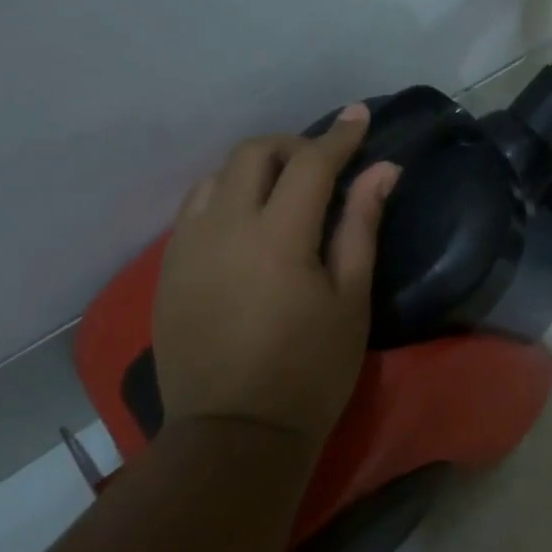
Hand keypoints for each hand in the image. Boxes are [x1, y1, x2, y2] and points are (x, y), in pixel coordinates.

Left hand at [154, 106, 399, 446]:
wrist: (233, 434)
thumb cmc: (309, 372)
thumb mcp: (350, 299)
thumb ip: (361, 225)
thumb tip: (383, 170)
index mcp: (277, 236)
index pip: (309, 162)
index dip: (339, 135)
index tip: (359, 116)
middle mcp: (224, 227)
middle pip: (253, 153)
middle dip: (291, 145)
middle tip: (321, 164)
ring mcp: (187, 246)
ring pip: (217, 176)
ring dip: (254, 169)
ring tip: (282, 191)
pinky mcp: (168, 268)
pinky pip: (195, 208)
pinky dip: (226, 196)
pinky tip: (246, 222)